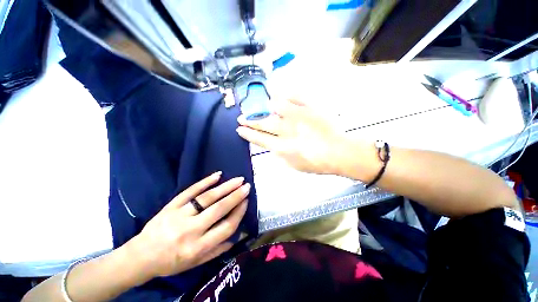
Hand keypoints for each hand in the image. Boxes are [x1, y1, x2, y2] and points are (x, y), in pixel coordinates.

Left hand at [128, 172, 249, 277]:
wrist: (141, 256)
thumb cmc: (172, 262)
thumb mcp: (196, 263)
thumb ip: (218, 250)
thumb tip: (239, 235)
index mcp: (197, 248)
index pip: (226, 227)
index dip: (239, 213)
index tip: (246, 202)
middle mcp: (190, 230)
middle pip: (219, 209)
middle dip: (236, 196)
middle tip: (247, 186)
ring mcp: (179, 215)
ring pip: (207, 198)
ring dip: (225, 187)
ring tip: (238, 180)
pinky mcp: (171, 205)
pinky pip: (190, 191)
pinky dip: (205, 182)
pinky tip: (218, 175)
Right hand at [236, 98, 345, 173]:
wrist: (338, 153)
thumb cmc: (316, 163)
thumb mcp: (293, 165)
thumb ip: (280, 155)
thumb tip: (271, 145)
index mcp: (282, 147)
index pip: (259, 138)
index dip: (247, 133)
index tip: (239, 129)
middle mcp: (286, 130)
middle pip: (263, 123)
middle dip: (249, 120)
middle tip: (241, 117)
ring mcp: (298, 117)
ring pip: (275, 106)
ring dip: (263, 106)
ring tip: (257, 104)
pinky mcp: (309, 108)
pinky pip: (294, 97)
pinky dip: (284, 94)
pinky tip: (276, 93)